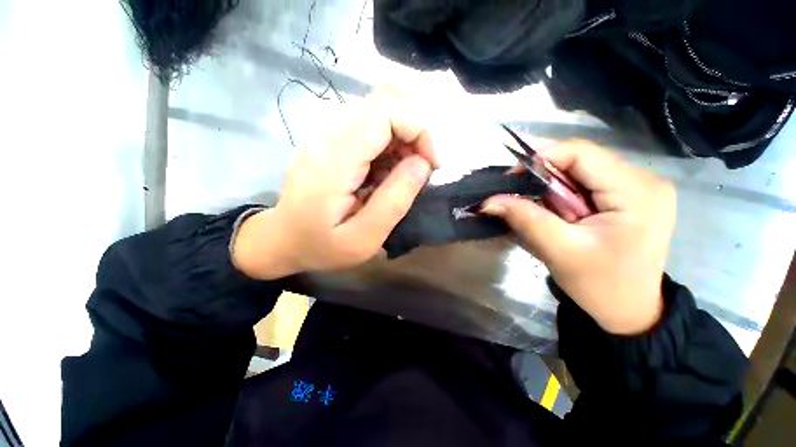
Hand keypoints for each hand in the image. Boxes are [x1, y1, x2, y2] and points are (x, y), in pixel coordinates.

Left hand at [233, 87, 438, 279]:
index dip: (420, 128)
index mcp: (336, 158)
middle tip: (423, 169)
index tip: (433, 164)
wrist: (281, 239)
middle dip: (417, 131)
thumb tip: (423, 164)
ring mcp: (330, 132)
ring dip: (406, 139)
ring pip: (383, 111)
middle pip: (387, 100)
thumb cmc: (320, 245)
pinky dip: (393, 144)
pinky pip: (373, 126)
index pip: (386, 109)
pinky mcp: (334, 138)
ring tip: (404, 176)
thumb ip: (394, 201)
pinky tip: (388, 172)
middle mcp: (331, 132)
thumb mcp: (363, 238)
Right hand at [482, 141, 675, 334]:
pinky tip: (560, 212)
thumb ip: (524, 219)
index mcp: (637, 192)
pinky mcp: (633, 195)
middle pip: (582, 159)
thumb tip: (489, 200)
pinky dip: (565, 192)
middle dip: (545, 176)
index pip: (581, 152)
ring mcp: (642, 186)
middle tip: (522, 197)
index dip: (541, 158)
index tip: (513, 179)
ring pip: (582, 169)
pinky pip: (589, 181)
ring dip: (554, 187)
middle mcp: (645, 180)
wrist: (630, 311)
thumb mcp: (558, 251)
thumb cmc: (600, 286)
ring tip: (542, 210)